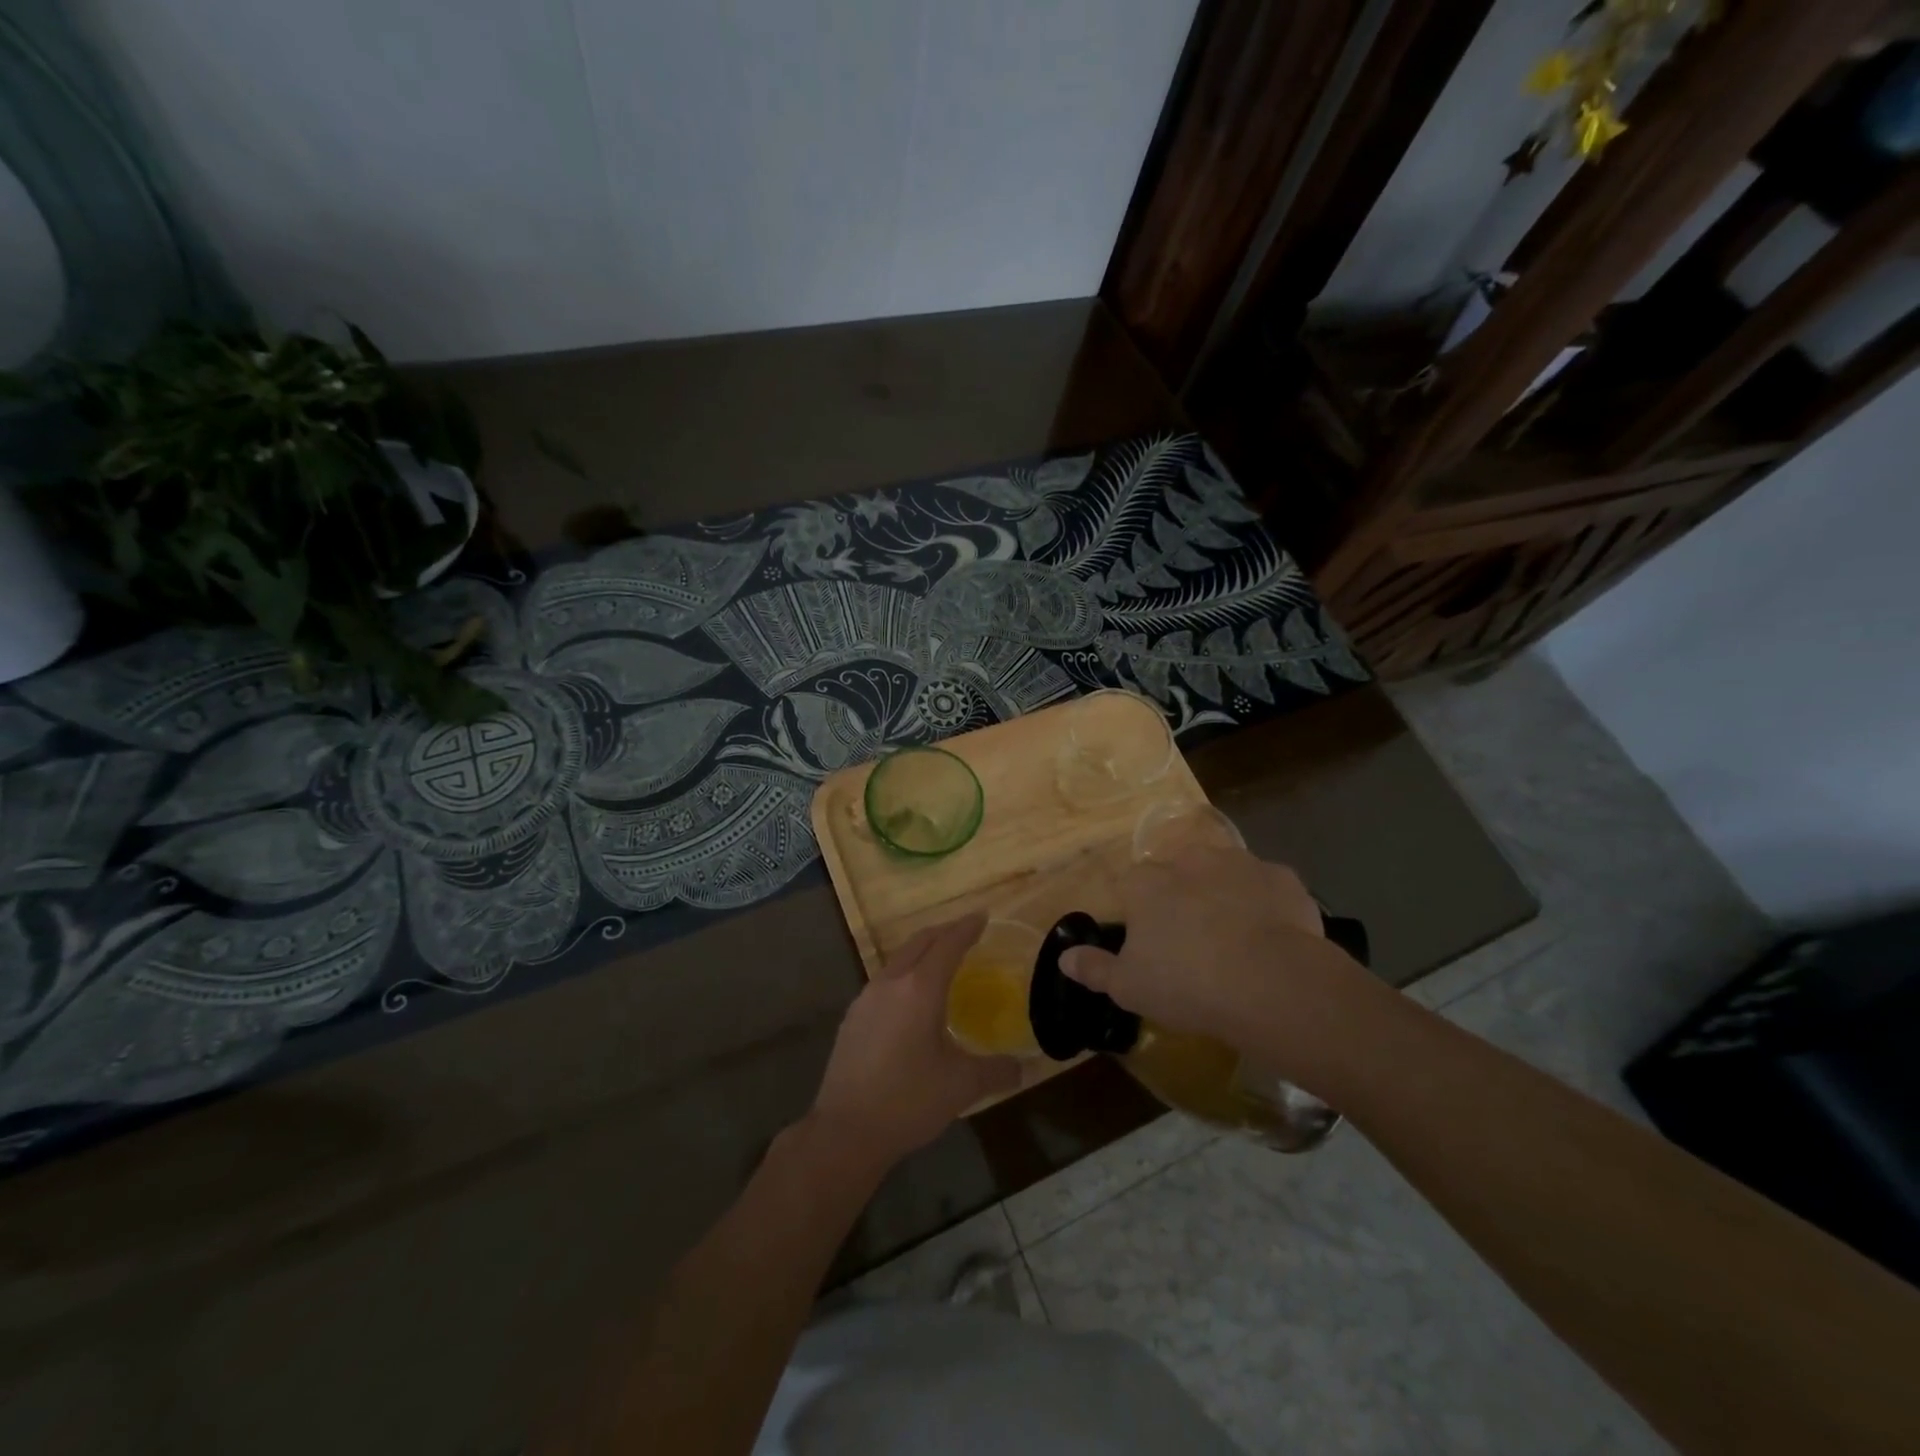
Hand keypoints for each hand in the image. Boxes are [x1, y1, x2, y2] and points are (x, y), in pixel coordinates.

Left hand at [808, 914, 1020, 1174]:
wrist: (845, 1131)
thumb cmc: (908, 1101)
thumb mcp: (962, 1086)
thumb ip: (996, 1071)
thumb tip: (1023, 1067)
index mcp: (920, 989)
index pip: (948, 944)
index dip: (967, 928)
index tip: (983, 916)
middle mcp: (891, 983)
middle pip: (920, 942)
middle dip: (944, 932)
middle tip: (965, 931)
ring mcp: (866, 998)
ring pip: (898, 959)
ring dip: (922, 951)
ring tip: (941, 961)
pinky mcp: (852, 1018)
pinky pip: (885, 980)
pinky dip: (905, 974)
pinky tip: (911, 999)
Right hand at [1059, 848, 1362, 1051]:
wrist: (1270, 983)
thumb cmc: (1186, 984)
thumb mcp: (1128, 987)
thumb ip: (1094, 968)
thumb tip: (1064, 957)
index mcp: (1147, 884)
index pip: (1131, 885)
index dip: (1139, 912)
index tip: (1150, 942)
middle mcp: (1188, 861)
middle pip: (1177, 872)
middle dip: (1182, 896)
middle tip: (1192, 939)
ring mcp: (1238, 863)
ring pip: (1223, 873)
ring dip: (1224, 894)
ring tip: (1235, 937)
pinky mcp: (1282, 877)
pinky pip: (1267, 886)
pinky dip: (1266, 904)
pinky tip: (1272, 936)